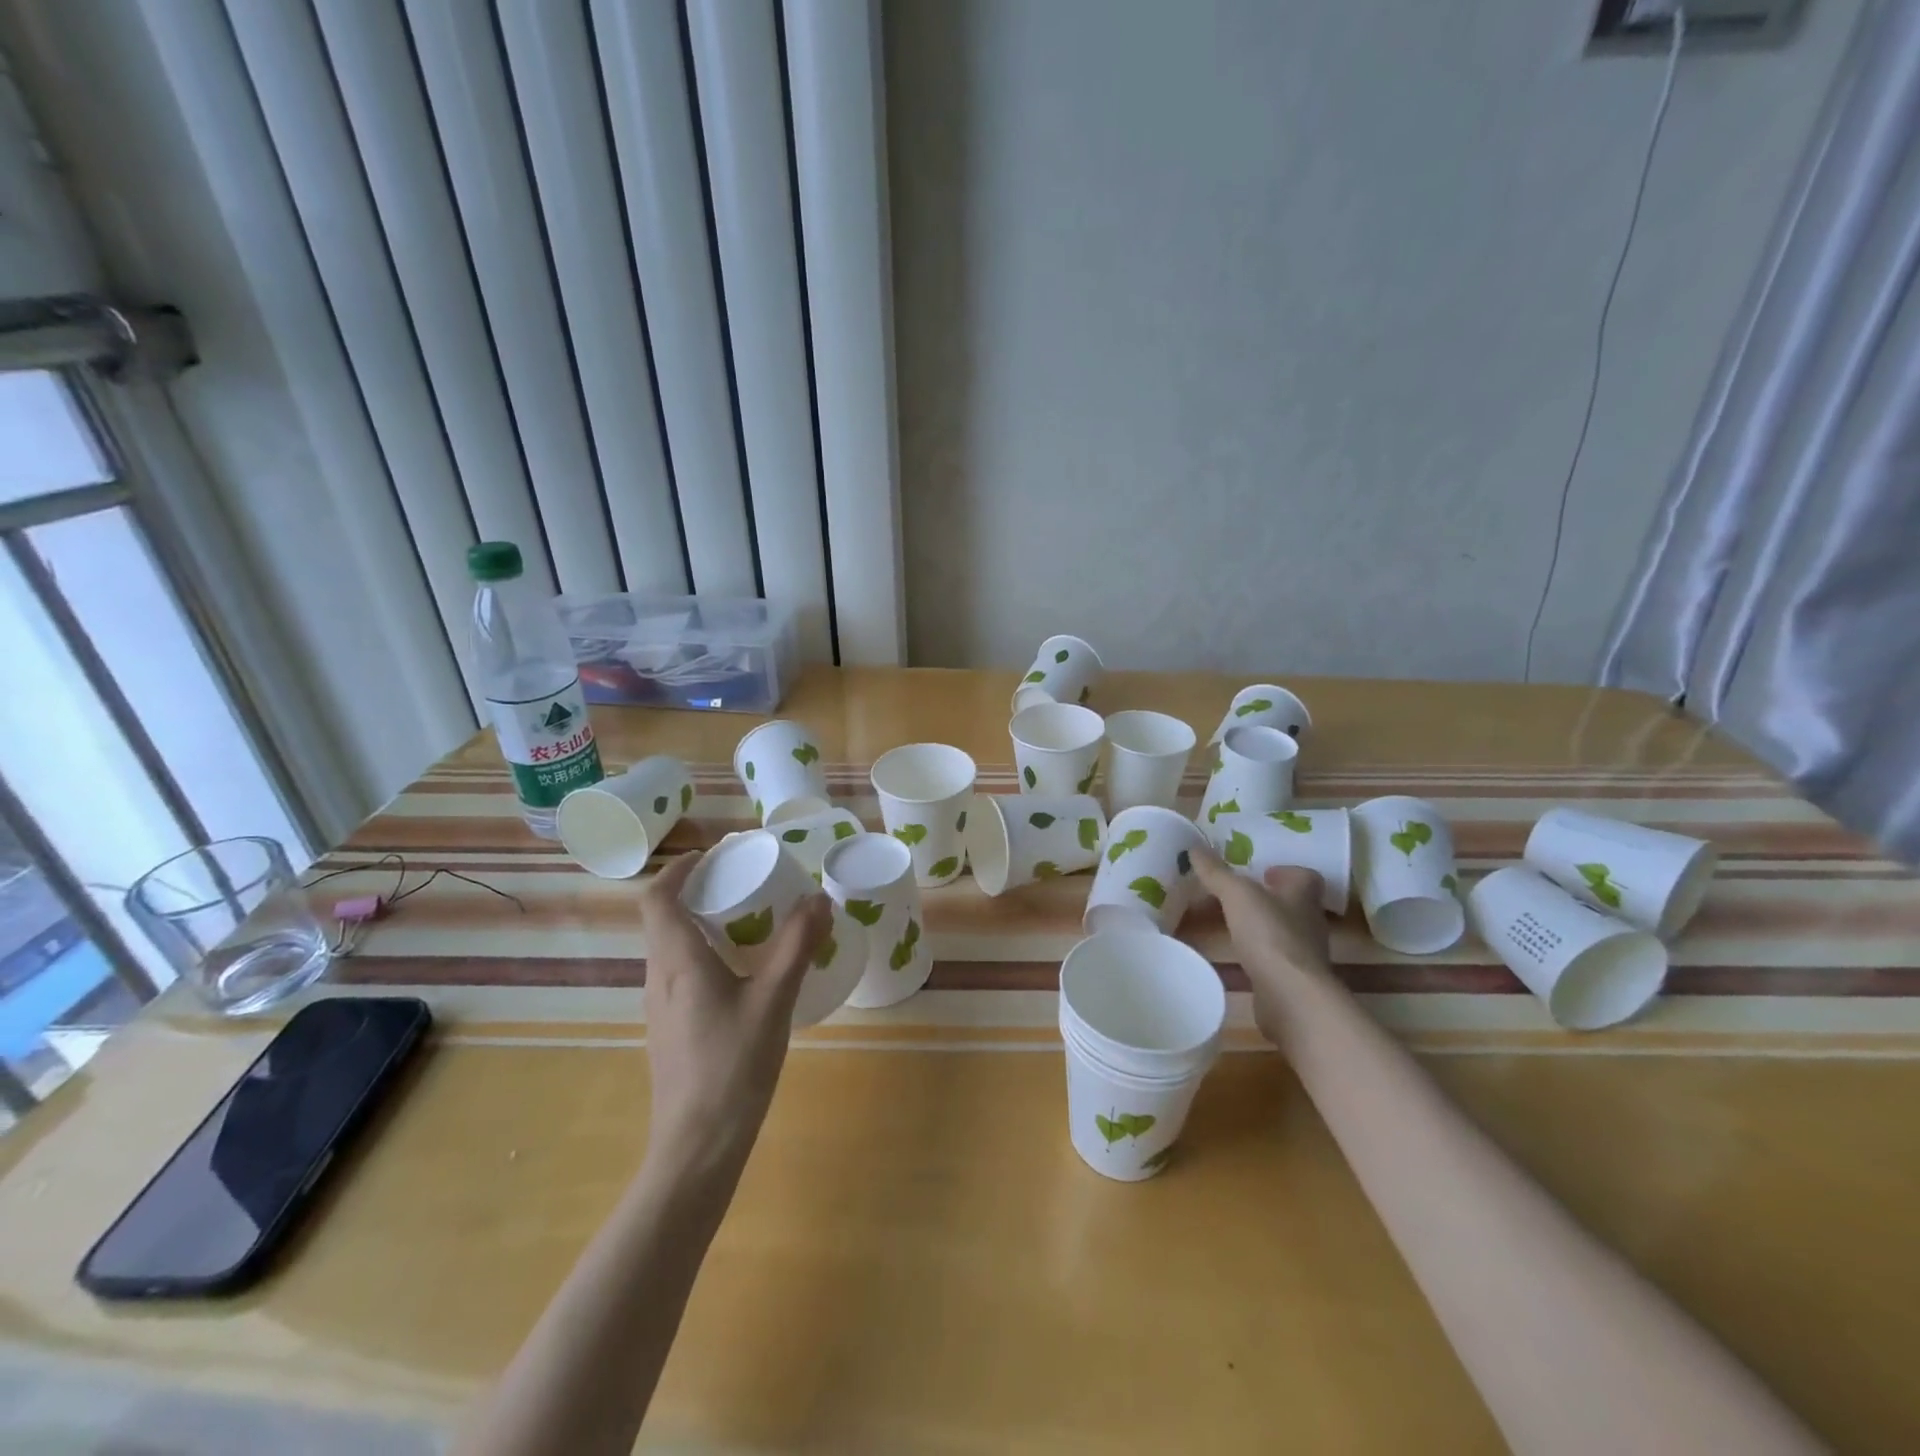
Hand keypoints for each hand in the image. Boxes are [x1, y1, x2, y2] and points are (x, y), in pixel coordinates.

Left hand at [637, 853, 831, 1181]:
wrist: (697, 1147)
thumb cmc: (732, 1066)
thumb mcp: (774, 1000)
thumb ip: (797, 946)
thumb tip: (818, 898)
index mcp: (677, 962)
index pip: (657, 898)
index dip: (679, 869)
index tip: (714, 856)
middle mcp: (660, 978)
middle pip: (666, 919)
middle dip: (700, 892)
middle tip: (746, 883)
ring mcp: (661, 1008)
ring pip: (674, 948)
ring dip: (705, 924)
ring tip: (752, 923)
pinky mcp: (671, 1030)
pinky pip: (683, 975)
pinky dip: (708, 955)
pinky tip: (746, 974)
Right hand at [1191, 848, 1331, 1047]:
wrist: (1291, 997)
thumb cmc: (1270, 935)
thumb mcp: (1237, 895)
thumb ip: (1217, 873)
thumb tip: (1195, 847)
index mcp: (1302, 895)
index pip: (1305, 876)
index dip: (1285, 871)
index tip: (1261, 872)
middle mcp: (1308, 921)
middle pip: (1290, 903)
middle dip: (1264, 898)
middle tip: (1232, 895)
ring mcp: (1303, 953)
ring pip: (1280, 930)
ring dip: (1258, 925)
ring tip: (1226, 923)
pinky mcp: (1292, 979)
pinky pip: (1273, 957)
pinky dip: (1255, 952)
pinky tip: (1233, 954)